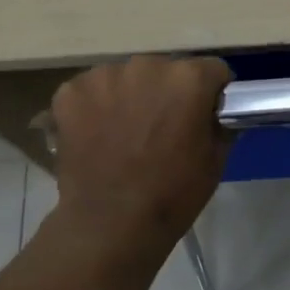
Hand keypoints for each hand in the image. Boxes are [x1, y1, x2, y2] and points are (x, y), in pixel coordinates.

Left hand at [48, 55, 232, 245]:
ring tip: (126, 135)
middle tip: (163, 128)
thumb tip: (215, 113)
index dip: (211, 93)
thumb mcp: (215, 161)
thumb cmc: (173, 195)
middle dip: (167, 93)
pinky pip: (92, 91)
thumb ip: (219, 124)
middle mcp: (146, 65)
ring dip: (130, 97)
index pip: (211, 71)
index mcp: (188, 79)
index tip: (205, 114)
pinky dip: (96, 107)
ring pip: (126, 78)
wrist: (111, 224)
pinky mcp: (70, 92)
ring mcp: (103, 76)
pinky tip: (98, 136)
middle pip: (165, 70)